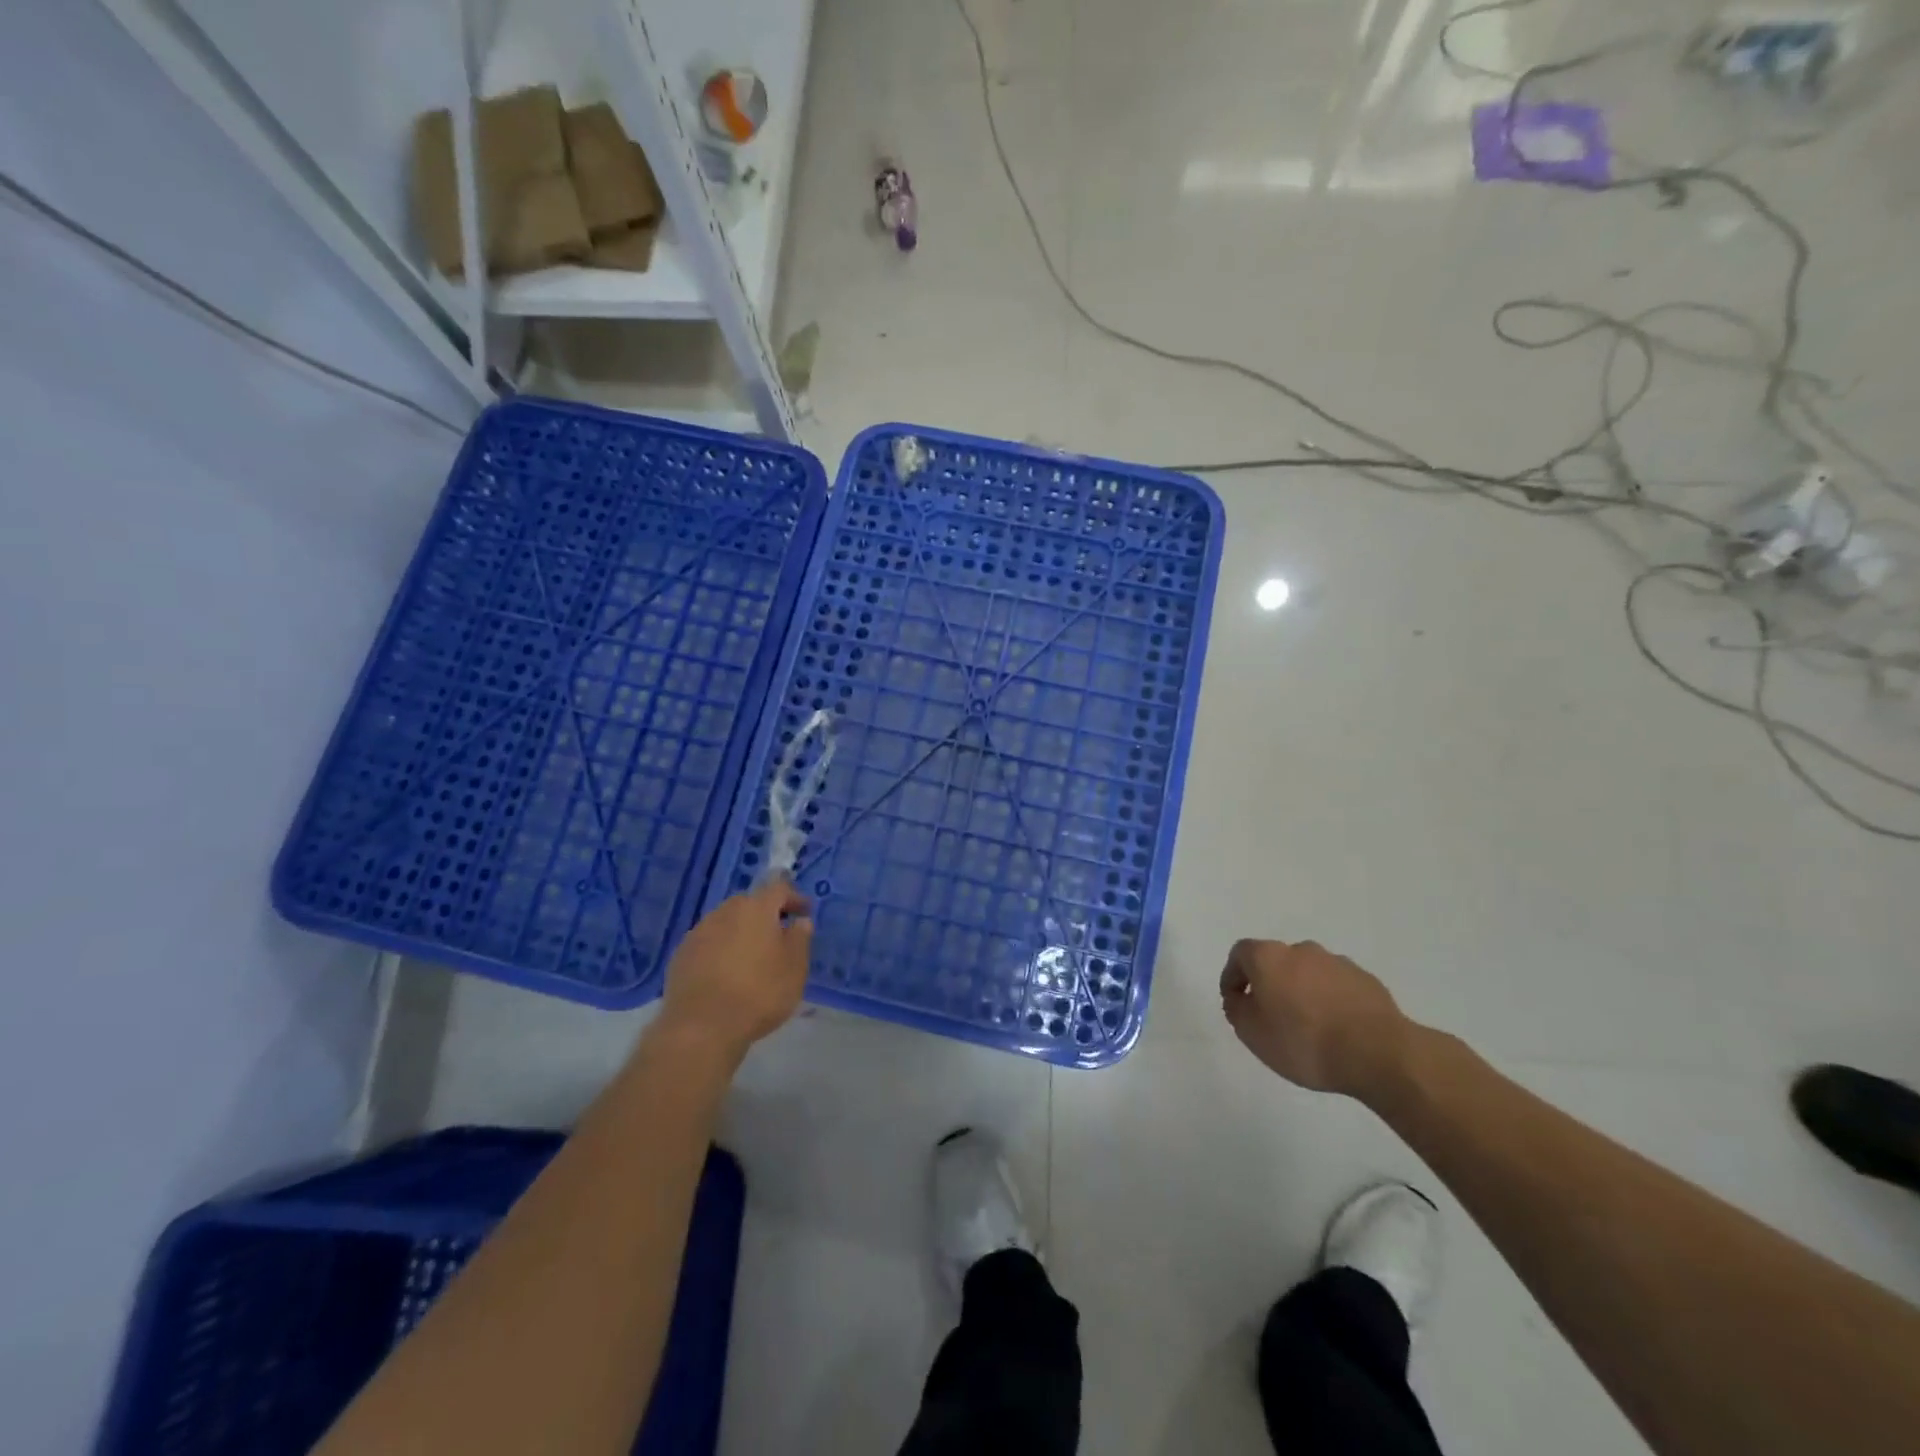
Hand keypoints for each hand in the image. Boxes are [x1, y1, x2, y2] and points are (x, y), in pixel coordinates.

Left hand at [657, 879, 812, 1065]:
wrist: (701, 1027)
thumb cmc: (759, 993)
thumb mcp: (795, 968)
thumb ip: (800, 939)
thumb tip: (800, 921)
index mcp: (756, 908)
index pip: (779, 888)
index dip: (794, 898)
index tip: (804, 913)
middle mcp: (725, 911)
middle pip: (749, 903)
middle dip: (765, 914)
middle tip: (778, 935)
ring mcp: (699, 932)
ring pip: (726, 922)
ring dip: (741, 932)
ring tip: (751, 957)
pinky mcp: (681, 955)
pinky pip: (708, 943)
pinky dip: (720, 950)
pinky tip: (726, 973)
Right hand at [1219, 938, 1412, 1097]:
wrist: (1379, 1054)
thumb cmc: (1304, 1042)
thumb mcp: (1253, 1035)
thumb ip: (1237, 1011)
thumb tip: (1239, 998)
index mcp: (1269, 957)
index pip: (1240, 953)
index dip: (1232, 976)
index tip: (1235, 1001)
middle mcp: (1301, 950)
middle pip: (1276, 961)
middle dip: (1270, 984)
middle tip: (1271, 1016)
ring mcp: (1337, 962)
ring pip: (1308, 973)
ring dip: (1301, 991)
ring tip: (1308, 1027)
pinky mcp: (1365, 980)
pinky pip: (1336, 986)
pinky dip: (1329, 1000)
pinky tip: (1336, 1029)